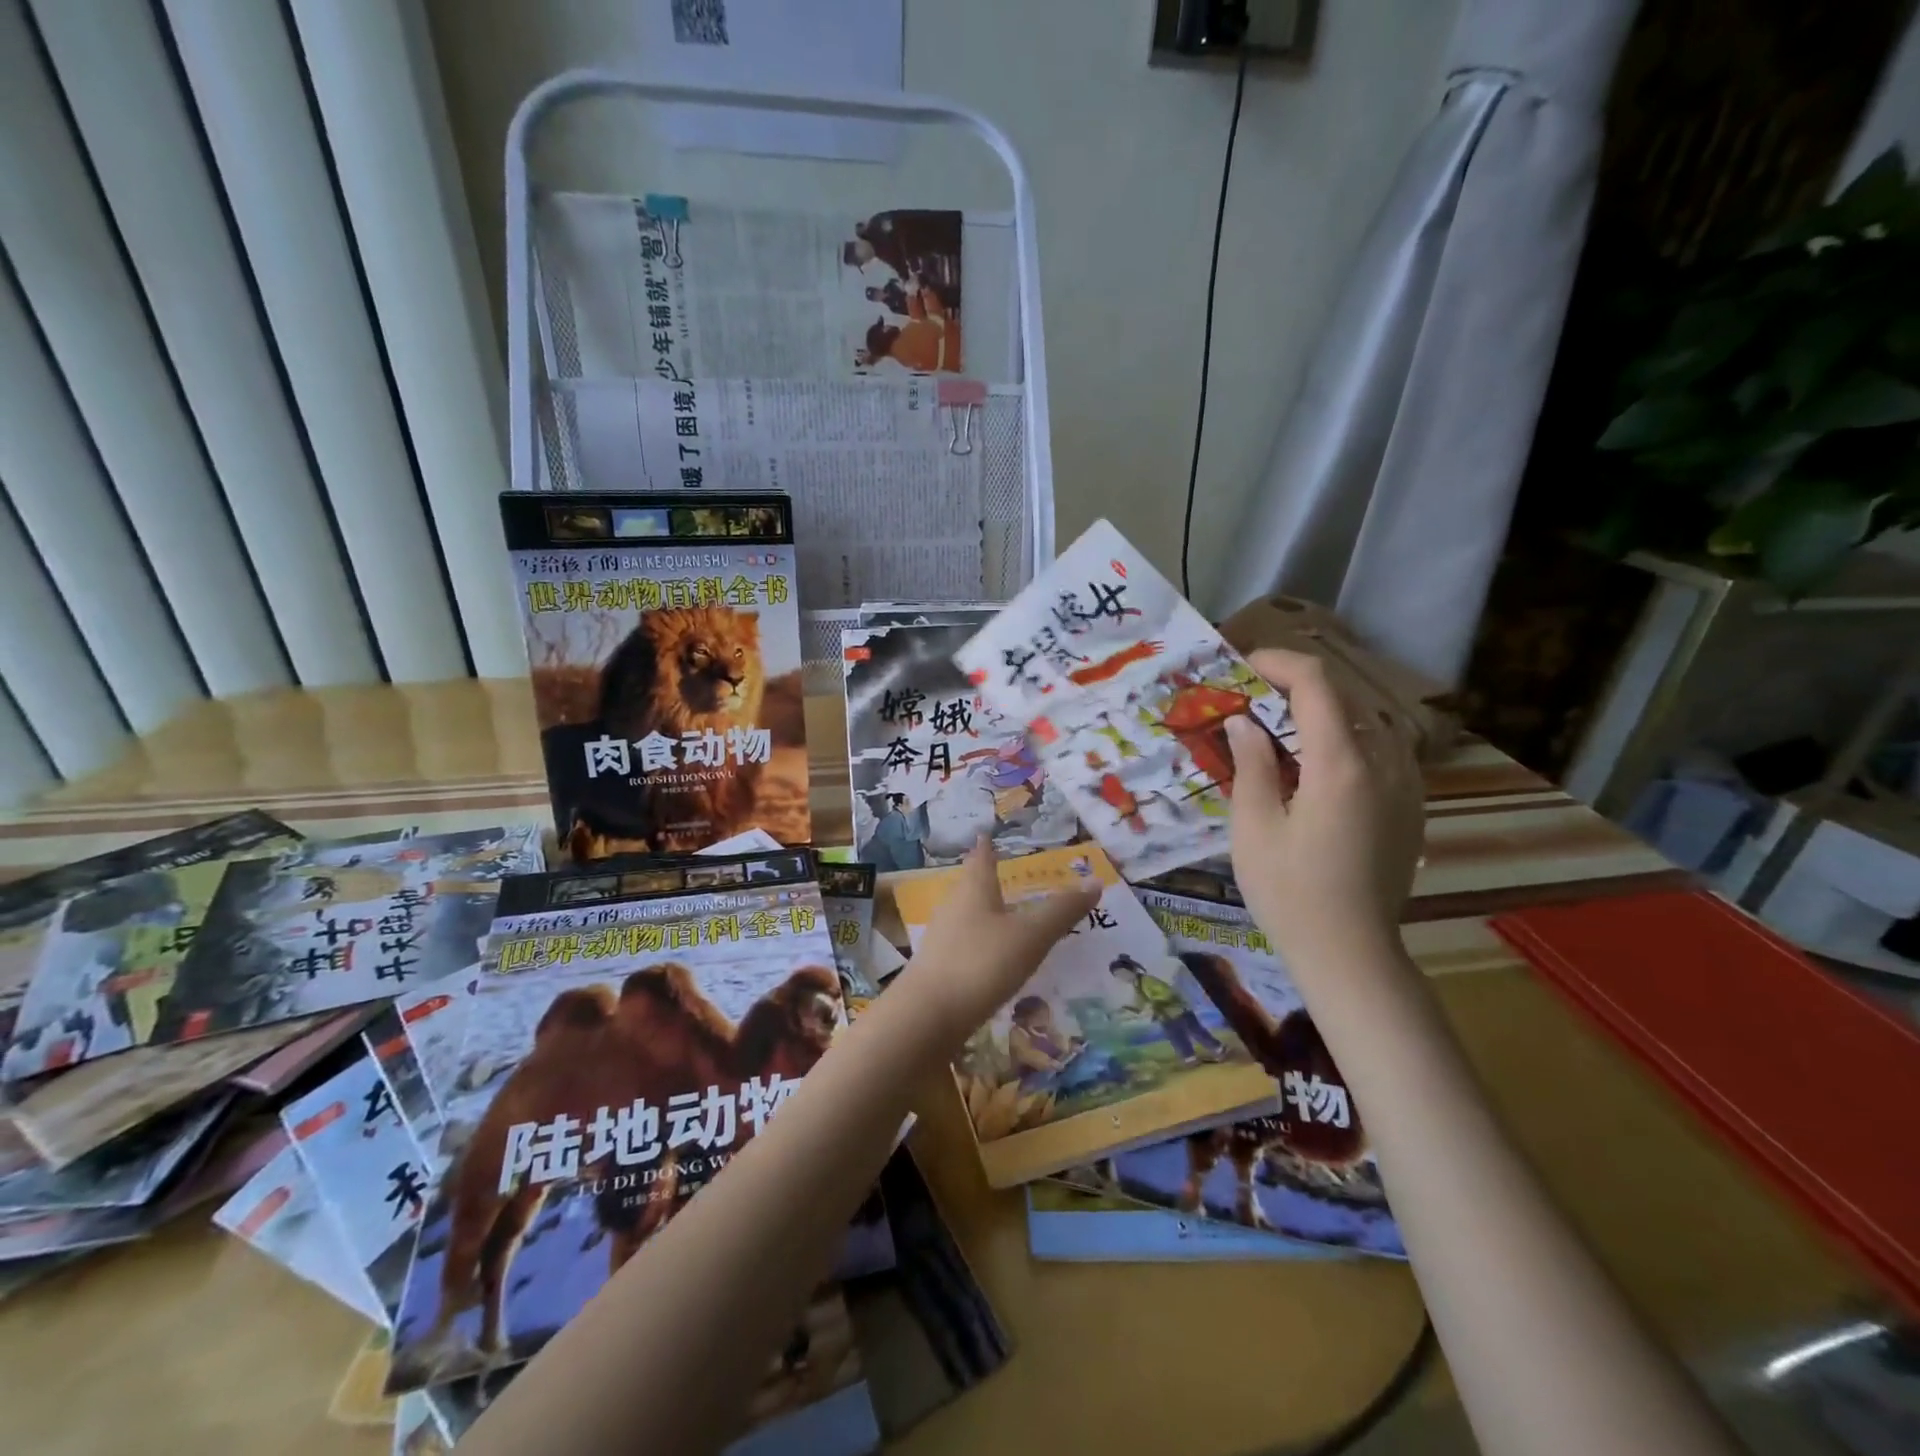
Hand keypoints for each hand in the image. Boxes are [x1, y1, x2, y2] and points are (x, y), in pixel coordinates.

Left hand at [892, 836, 1099, 1048]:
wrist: (928, 1016)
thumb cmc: (982, 963)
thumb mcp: (1031, 936)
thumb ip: (1062, 911)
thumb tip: (1095, 882)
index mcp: (975, 888)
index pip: (981, 857)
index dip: (986, 846)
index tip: (986, 834)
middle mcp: (954, 905)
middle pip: (970, 884)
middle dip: (984, 877)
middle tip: (999, 870)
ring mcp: (942, 936)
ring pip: (965, 913)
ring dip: (982, 910)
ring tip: (1000, 911)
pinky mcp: (937, 966)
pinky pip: (962, 942)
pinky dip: (978, 940)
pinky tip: (989, 955)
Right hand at [1225, 649, 1424, 976]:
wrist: (1350, 953)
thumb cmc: (1289, 891)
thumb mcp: (1253, 826)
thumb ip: (1251, 764)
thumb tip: (1245, 721)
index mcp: (1341, 764)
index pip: (1316, 684)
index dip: (1279, 663)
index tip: (1243, 666)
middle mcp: (1384, 764)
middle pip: (1344, 697)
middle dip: (1296, 685)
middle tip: (1252, 698)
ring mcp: (1405, 786)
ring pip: (1366, 723)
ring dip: (1323, 712)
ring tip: (1282, 730)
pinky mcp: (1410, 808)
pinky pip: (1382, 752)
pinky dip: (1346, 740)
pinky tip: (1318, 767)